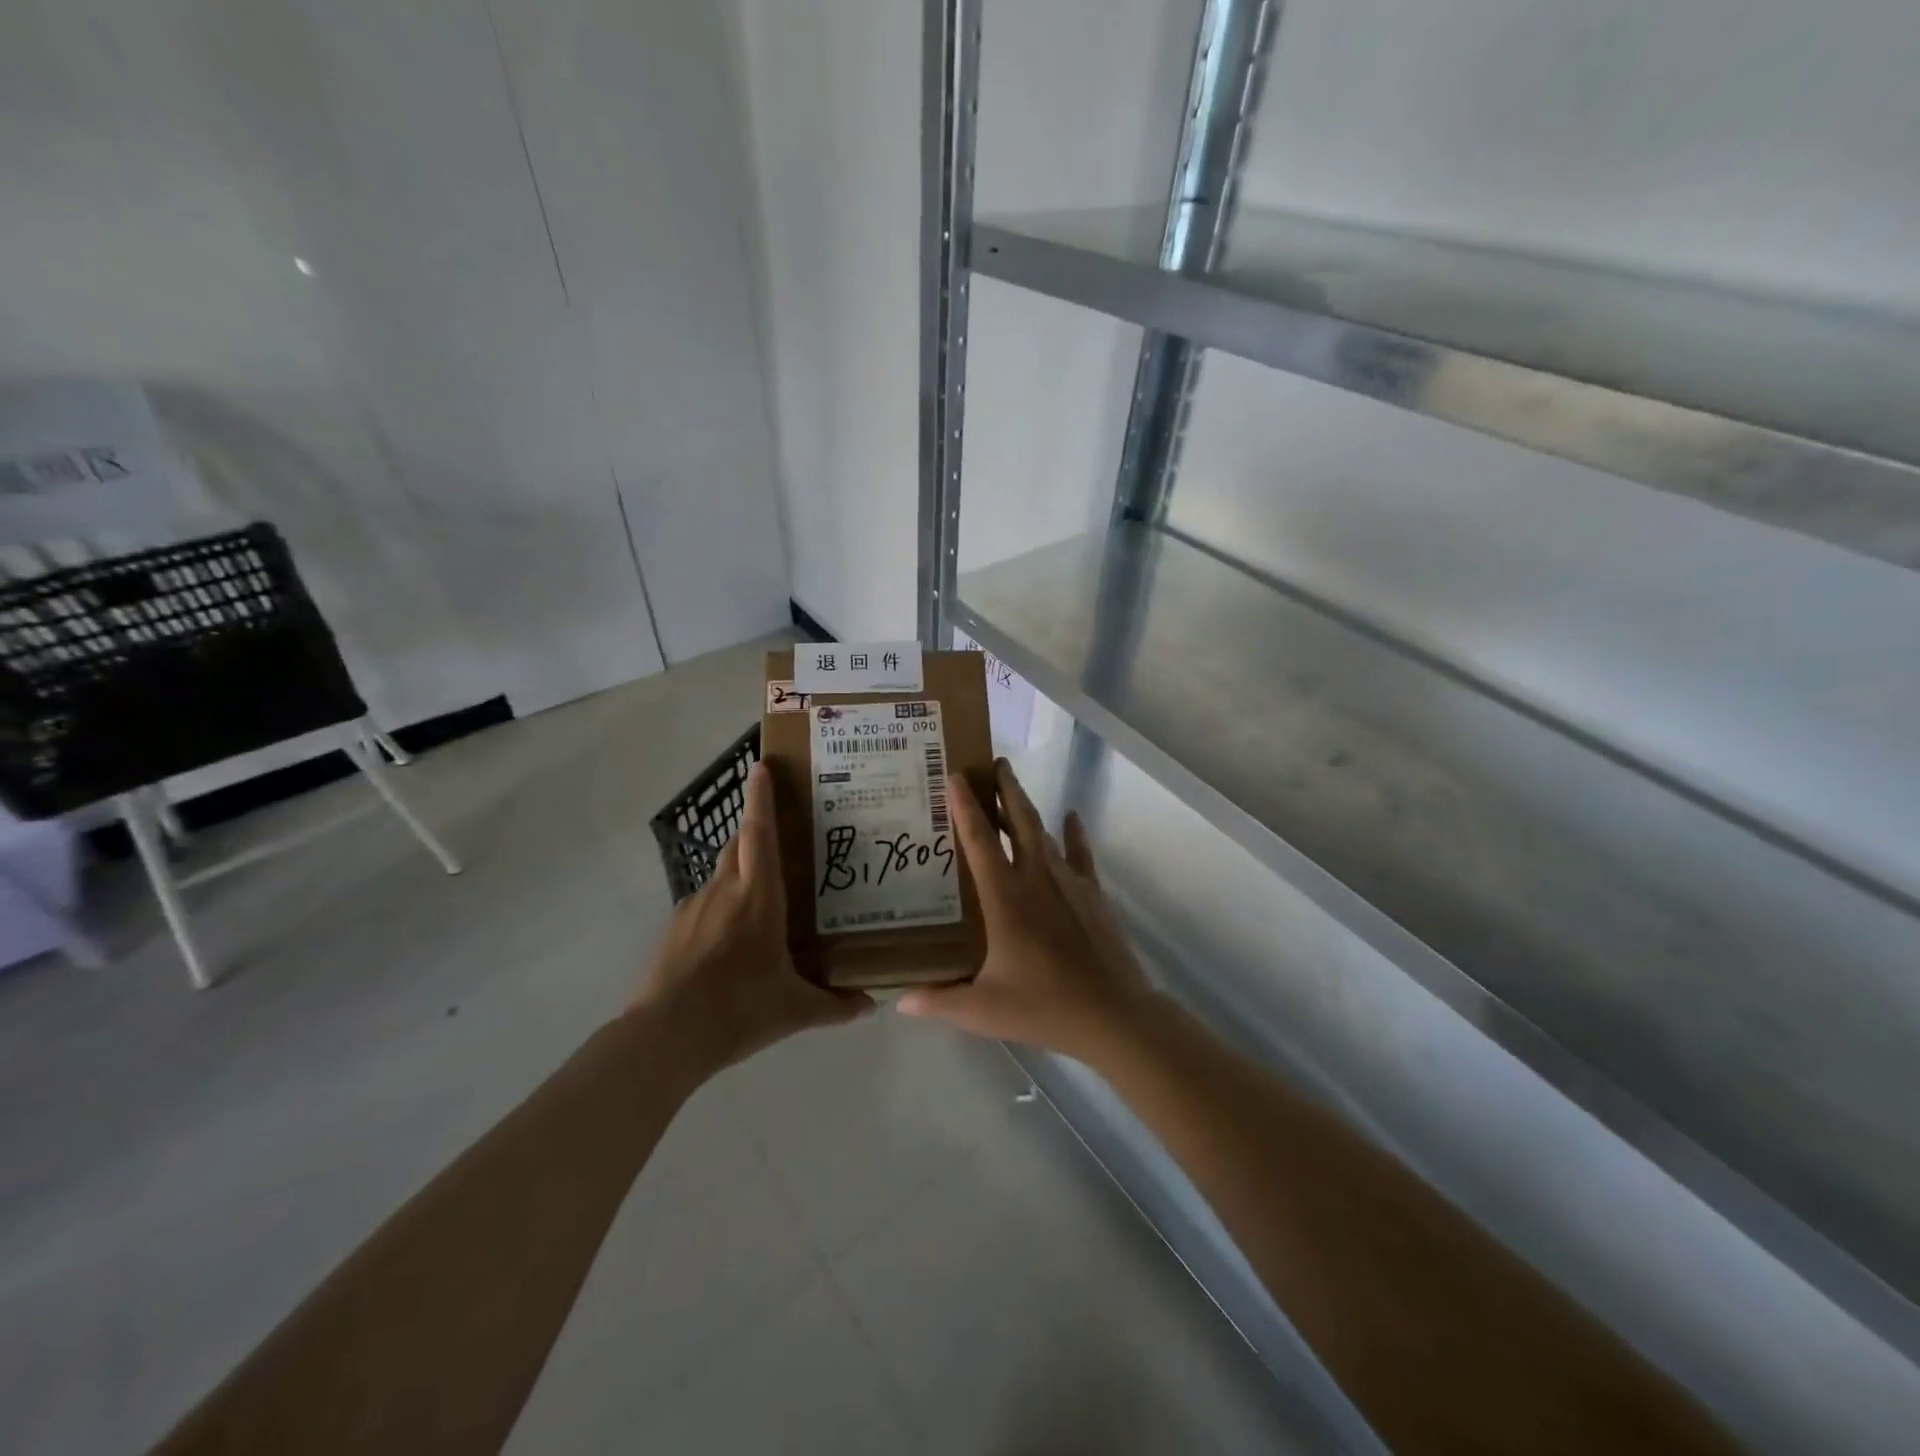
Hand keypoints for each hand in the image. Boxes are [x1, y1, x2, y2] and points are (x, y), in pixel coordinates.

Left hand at [632, 761, 872, 1074]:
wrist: (666, 1036)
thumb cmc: (739, 1009)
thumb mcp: (794, 1010)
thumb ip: (834, 1005)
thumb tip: (870, 1006)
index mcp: (758, 897)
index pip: (759, 833)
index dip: (760, 798)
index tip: (760, 767)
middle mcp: (724, 891)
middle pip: (738, 845)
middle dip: (754, 831)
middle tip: (779, 838)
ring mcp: (694, 908)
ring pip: (721, 875)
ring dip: (739, 874)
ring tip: (760, 900)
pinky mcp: (674, 930)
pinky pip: (704, 905)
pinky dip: (720, 908)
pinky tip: (730, 942)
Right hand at [897, 759, 1153, 1063]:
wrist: (1113, 1014)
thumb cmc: (1044, 1006)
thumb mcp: (983, 1009)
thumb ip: (939, 1001)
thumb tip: (900, 1001)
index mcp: (1005, 897)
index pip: (979, 840)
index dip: (964, 806)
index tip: (955, 776)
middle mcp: (1035, 877)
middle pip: (1018, 820)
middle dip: (1005, 788)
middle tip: (993, 762)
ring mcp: (1069, 882)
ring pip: (1044, 832)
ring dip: (1027, 807)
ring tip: (1013, 787)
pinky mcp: (1092, 893)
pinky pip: (1080, 853)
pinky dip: (1074, 833)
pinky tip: (1072, 815)